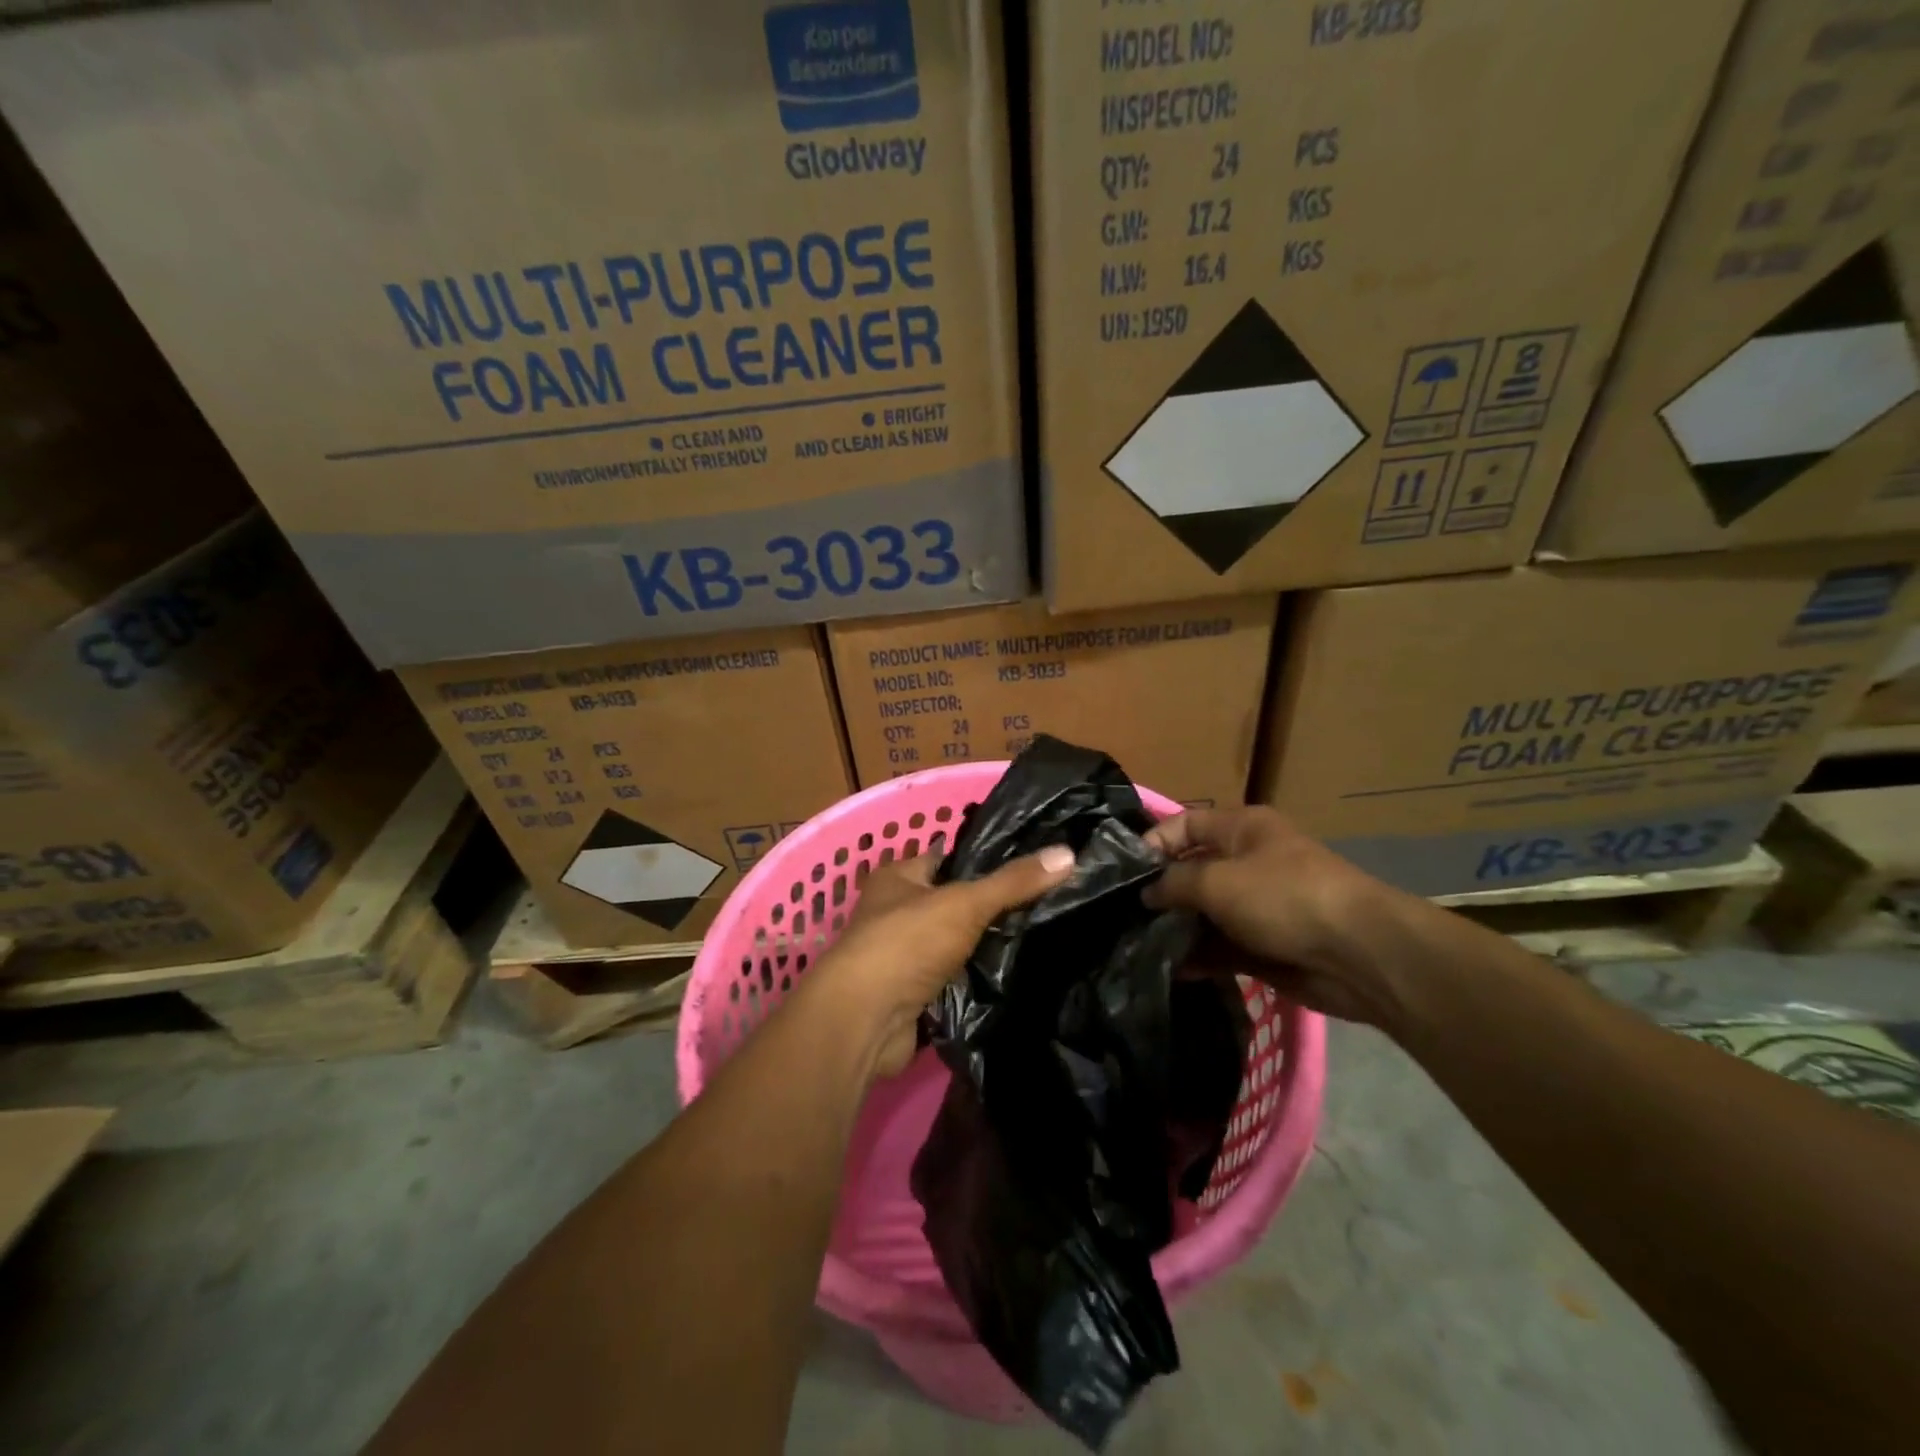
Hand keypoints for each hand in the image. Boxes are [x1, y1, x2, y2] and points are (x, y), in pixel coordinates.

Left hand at [803, 844, 1075, 1077]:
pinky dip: (977, 980)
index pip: (949, 858)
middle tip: (1047, 904)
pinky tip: (1016, 976)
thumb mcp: (964, 903)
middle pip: (954, 903)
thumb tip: (1068, 853)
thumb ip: (1013, 882)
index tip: (1033, 864)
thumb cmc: (906, 944)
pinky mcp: (913, 995)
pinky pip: (954, 980)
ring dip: (986, 947)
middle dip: (992, 907)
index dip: (986, 860)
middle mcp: (896, 912)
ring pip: (956, 944)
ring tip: (1043, 936)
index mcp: (898, 878)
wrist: (864, 1022)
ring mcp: (903, 956)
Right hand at [1144, 806, 1403, 1025]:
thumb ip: (1173, 883)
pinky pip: (1221, 947)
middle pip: (1192, 871)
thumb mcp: (1217, 880)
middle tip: (1121, 914)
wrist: (1359, 955)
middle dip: (1160, 892)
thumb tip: (1147, 893)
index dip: (1153, 843)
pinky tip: (1170, 969)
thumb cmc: (1283, 897)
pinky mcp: (1265, 946)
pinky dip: (1199, 956)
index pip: (1184, 824)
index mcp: (1242, 828)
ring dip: (1176, 928)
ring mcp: (1258, 906)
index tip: (1122, 873)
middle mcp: (1248, 862)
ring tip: (1137, 944)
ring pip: (1205, 913)